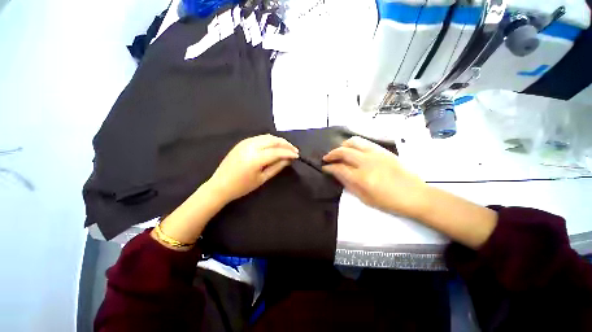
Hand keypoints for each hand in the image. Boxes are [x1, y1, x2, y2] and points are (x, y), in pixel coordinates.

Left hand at [208, 134, 298, 202]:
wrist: (220, 185)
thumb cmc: (242, 186)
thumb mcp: (262, 179)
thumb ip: (277, 167)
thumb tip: (288, 159)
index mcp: (255, 158)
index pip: (277, 151)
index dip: (289, 152)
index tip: (297, 155)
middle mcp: (251, 146)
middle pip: (273, 140)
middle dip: (285, 144)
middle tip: (294, 150)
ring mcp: (245, 142)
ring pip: (267, 136)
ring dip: (278, 140)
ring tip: (286, 147)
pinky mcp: (242, 142)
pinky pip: (260, 138)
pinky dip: (270, 140)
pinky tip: (274, 145)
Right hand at [322, 136, 427, 217]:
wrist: (415, 195)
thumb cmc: (389, 202)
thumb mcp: (365, 198)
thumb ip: (349, 184)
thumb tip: (337, 174)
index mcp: (362, 178)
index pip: (339, 168)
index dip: (329, 167)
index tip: (325, 167)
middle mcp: (367, 162)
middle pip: (344, 152)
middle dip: (332, 154)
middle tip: (327, 158)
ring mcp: (376, 154)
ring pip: (354, 142)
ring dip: (343, 145)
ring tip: (340, 151)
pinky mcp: (383, 151)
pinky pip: (365, 142)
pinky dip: (355, 143)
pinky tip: (353, 149)